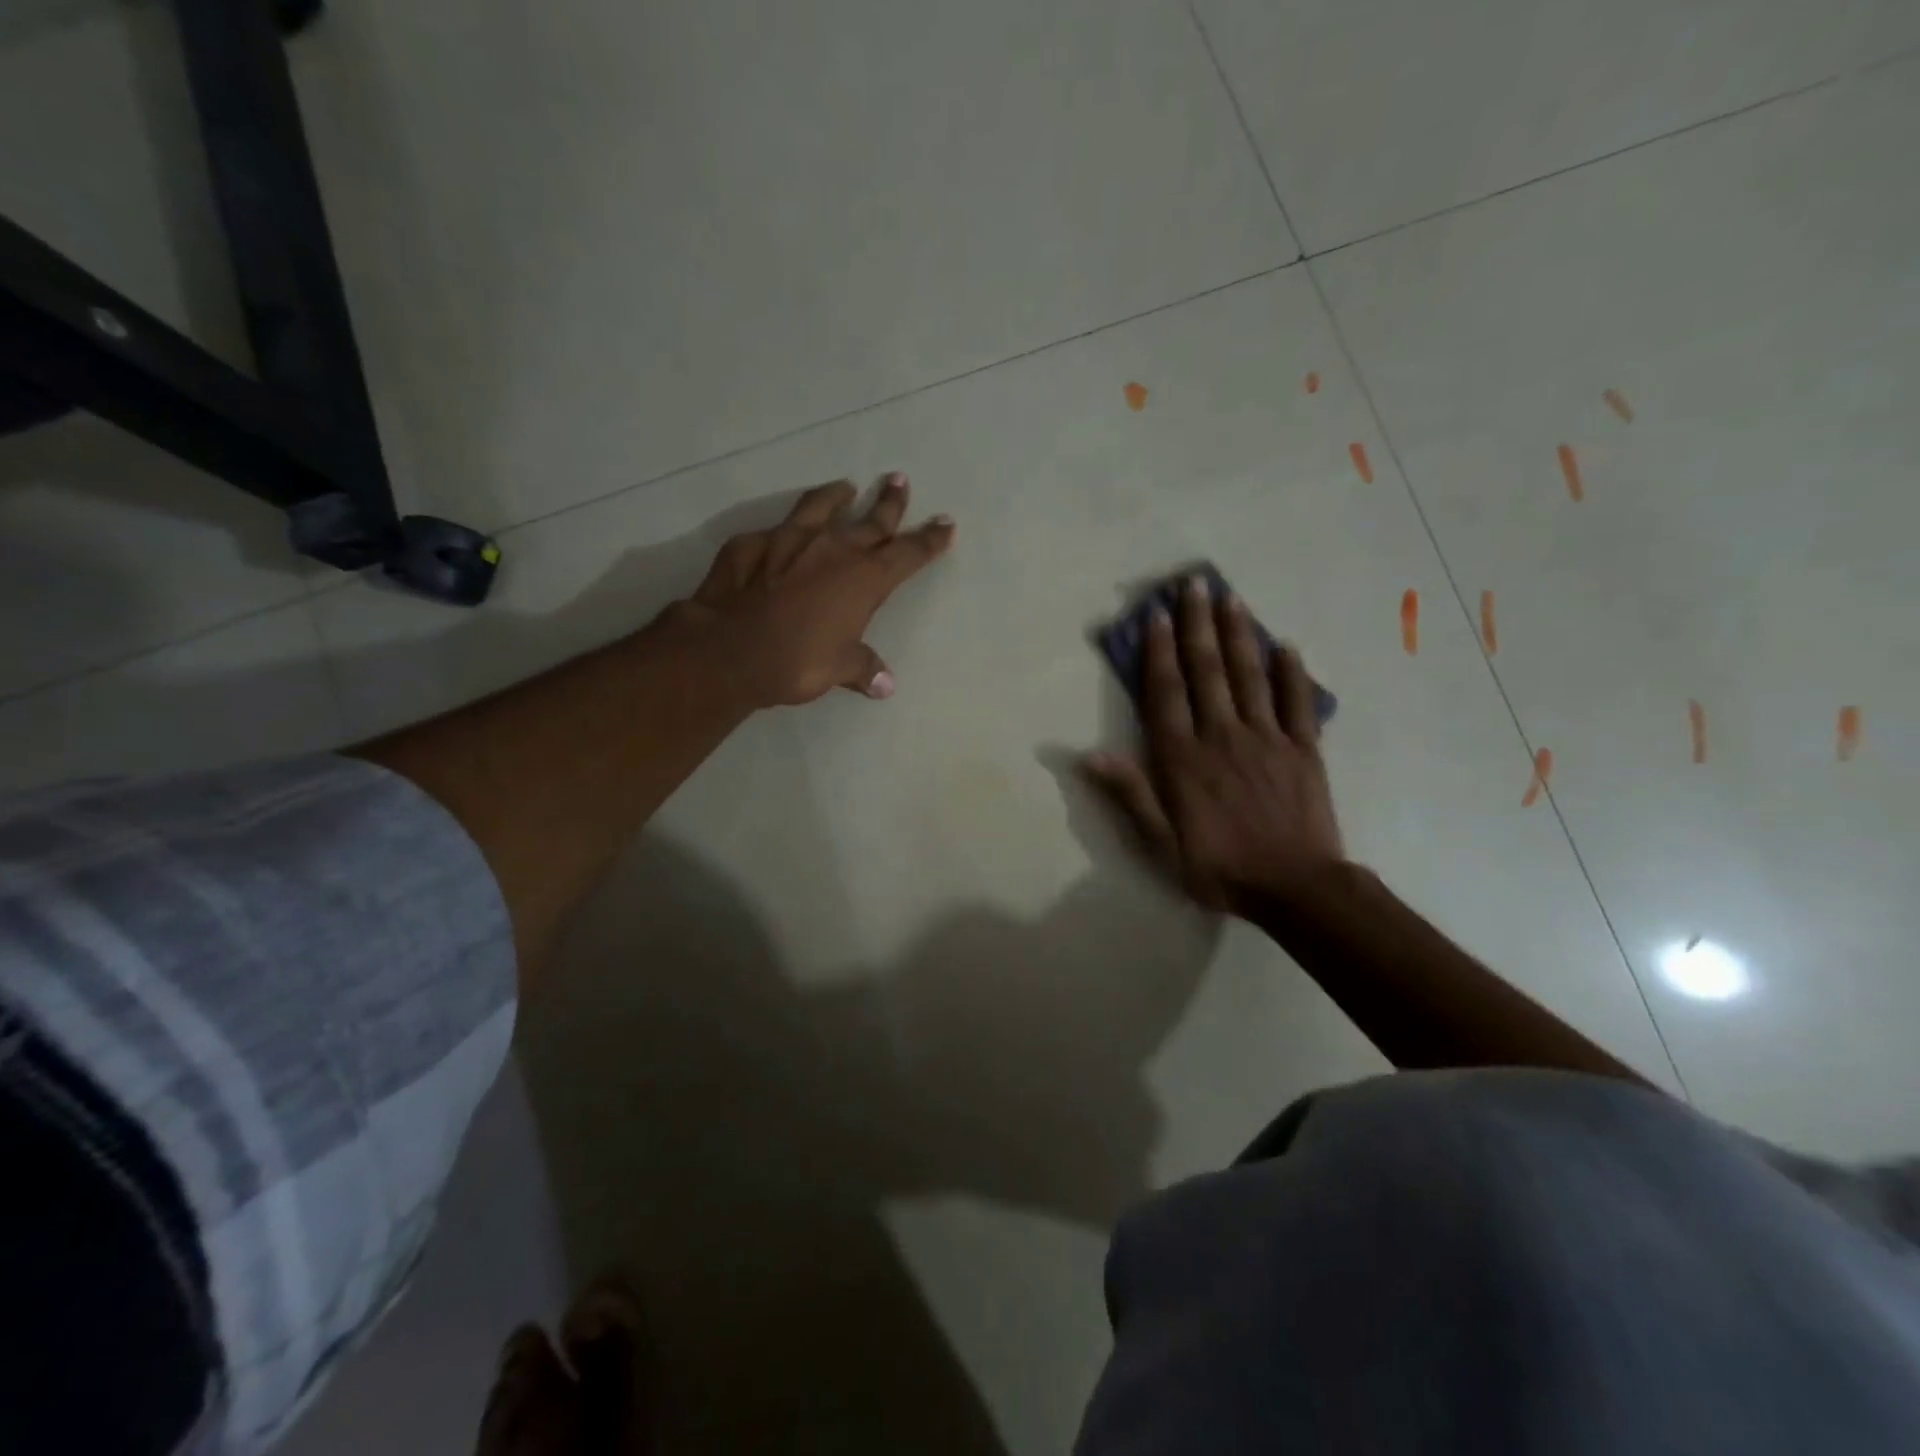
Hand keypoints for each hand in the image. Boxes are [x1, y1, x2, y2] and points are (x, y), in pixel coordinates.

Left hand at [673, 473, 954, 707]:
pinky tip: (778, 536)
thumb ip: (863, 668)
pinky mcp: (750, 545)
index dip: (930, 539)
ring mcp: (789, 541)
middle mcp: (833, 550)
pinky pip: (772, 532)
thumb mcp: (838, 669)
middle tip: (899, 481)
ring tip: (844, 487)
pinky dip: (782, 532)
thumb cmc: (798, 661)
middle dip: (890, 503)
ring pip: (820, 507)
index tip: (946, 523)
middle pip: (871, 520)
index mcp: (864, 579)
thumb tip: (884, 685)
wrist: (730, 650)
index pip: (908, 553)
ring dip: (836, 496)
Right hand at [1084, 576, 1343, 911]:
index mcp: (1184, 758)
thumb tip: (1089, 754)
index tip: (1156, 615)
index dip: (1159, 652)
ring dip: (1238, 634)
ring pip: (1250, 676)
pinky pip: (1298, 703)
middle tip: (1193, 584)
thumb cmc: (1219, 867)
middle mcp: (1223, 736)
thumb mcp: (1160, 843)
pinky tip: (1286, 645)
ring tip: (1231, 598)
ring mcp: (1267, 738)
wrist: (1296, 888)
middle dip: (1197, 625)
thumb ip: (1130, 793)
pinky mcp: (1304, 749)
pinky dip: (1292, 672)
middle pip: (1208, 671)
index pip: (1167, 693)